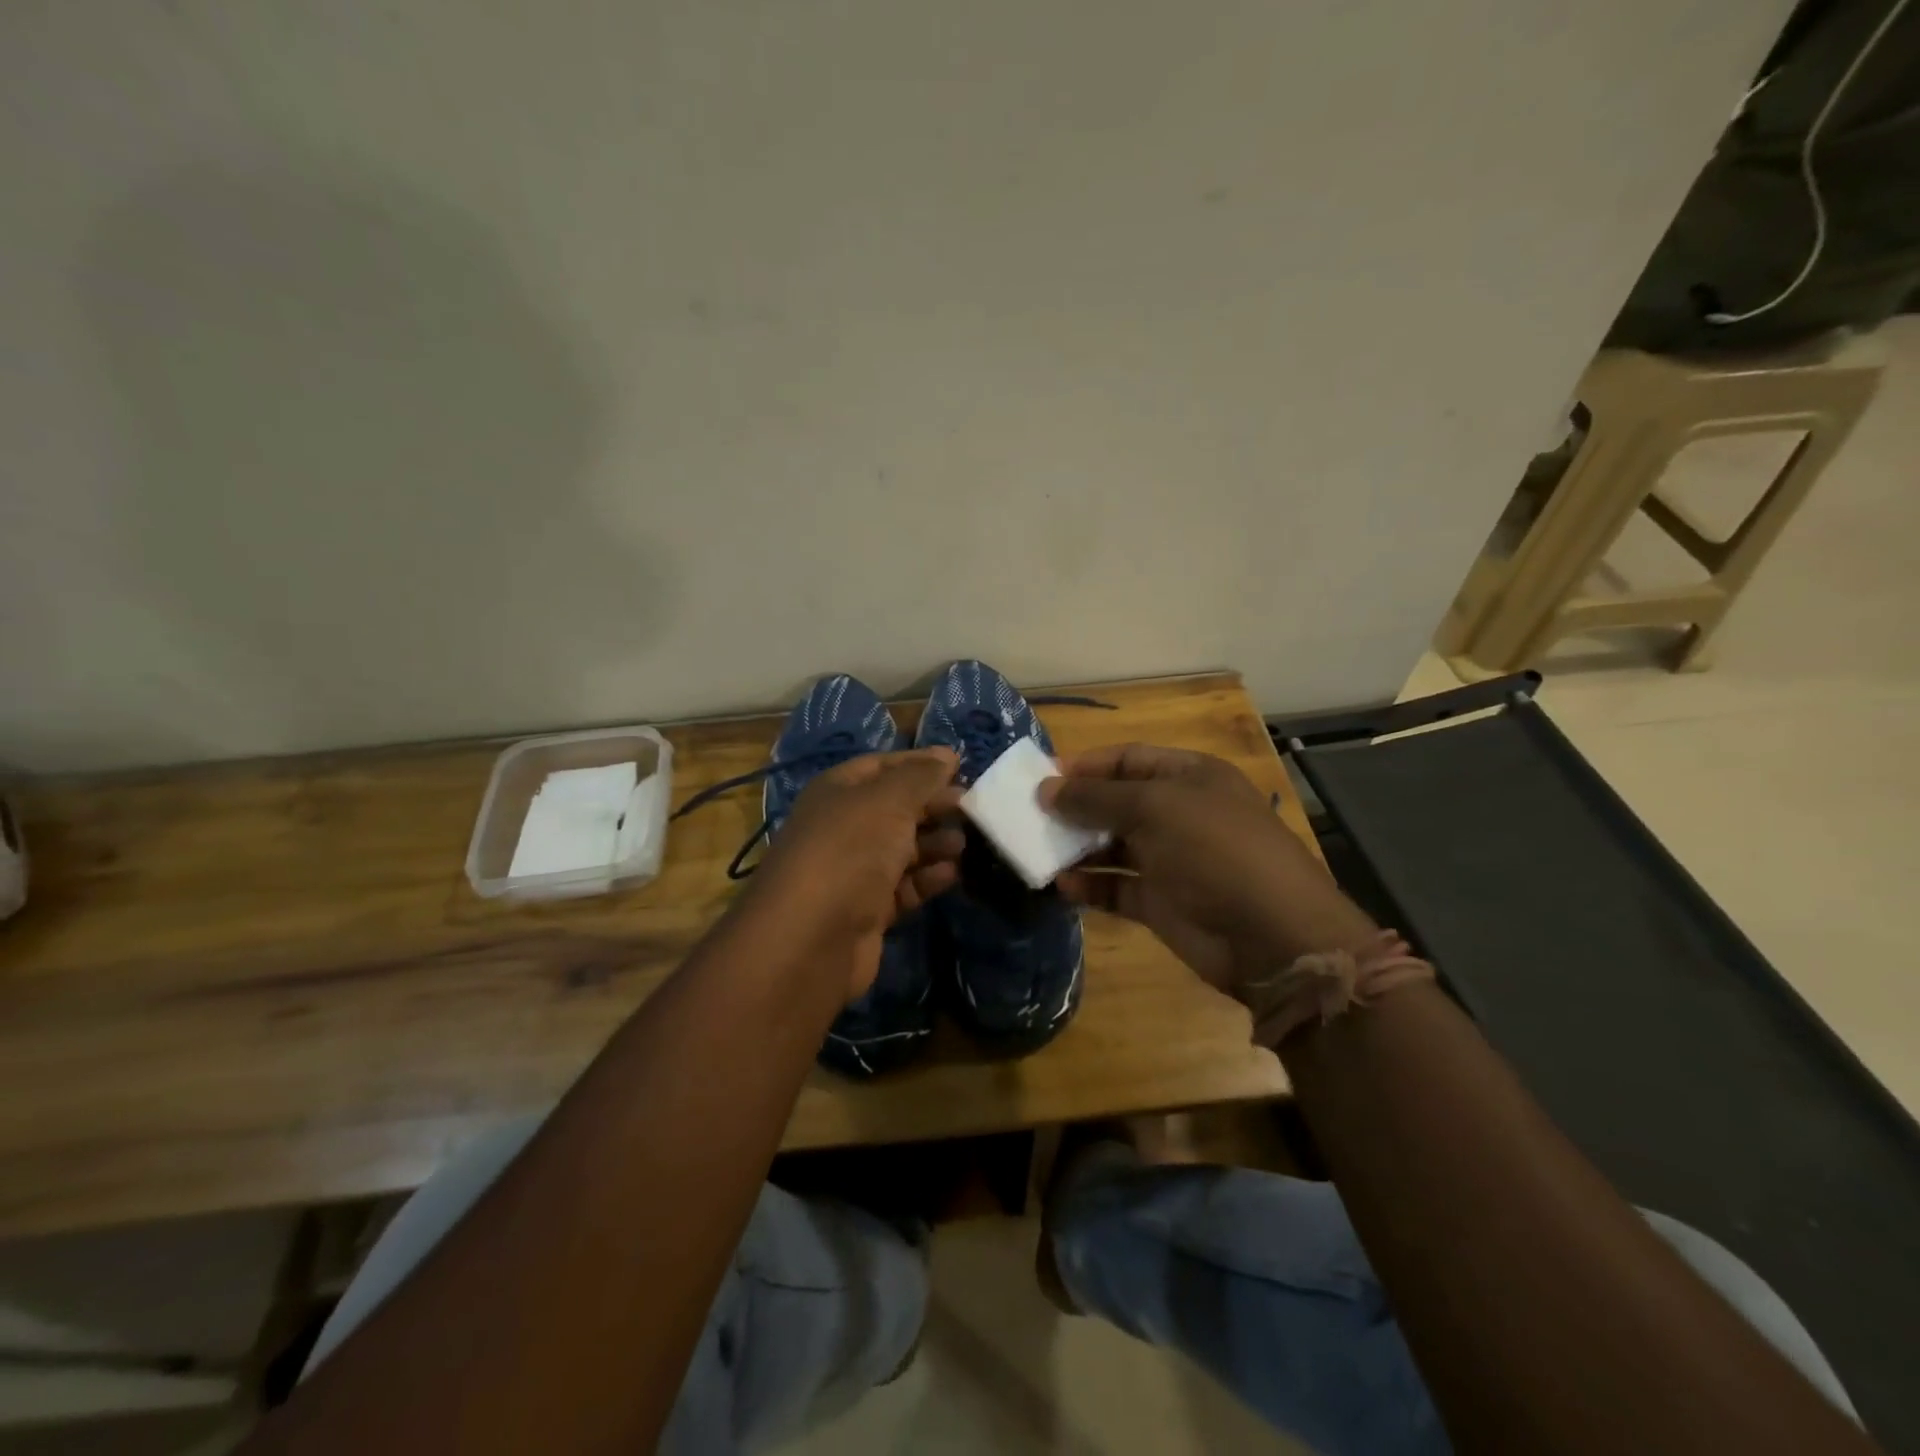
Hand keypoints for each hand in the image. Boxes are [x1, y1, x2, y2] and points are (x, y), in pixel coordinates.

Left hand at [745, 748, 964, 1001]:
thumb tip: (946, 756)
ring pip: (902, 849)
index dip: (920, 763)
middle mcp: (842, 827)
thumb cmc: (850, 850)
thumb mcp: (888, 800)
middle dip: (933, 805)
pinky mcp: (866, 910)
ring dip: (934, 843)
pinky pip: (903, 886)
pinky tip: (952, 874)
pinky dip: (927, 879)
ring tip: (964, 844)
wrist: (811, 938)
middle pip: (895, 808)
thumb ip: (921, 776)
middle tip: (972, 808)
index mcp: (837, 792)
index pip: (882, 766)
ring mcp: (853, 871)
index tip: (961, 765)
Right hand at [1041, 743, 1375, 989]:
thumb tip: (1046, 789)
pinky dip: (1089, 886)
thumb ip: (1096, 798)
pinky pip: (1116, 888)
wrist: (1271, 936)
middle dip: (1075, 807)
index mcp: (1189, 777)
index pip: (1129, 759)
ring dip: (1076, 848)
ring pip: (1112, 846)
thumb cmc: (1215, 850)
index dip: (1087, 765)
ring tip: (1035, 851)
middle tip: (1028, 816)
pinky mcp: (1161, 902)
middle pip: (1116, 802)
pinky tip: (1061, 886)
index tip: (1041, 777)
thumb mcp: (1155, 808)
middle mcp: (1179, 814)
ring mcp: (1171, 860)